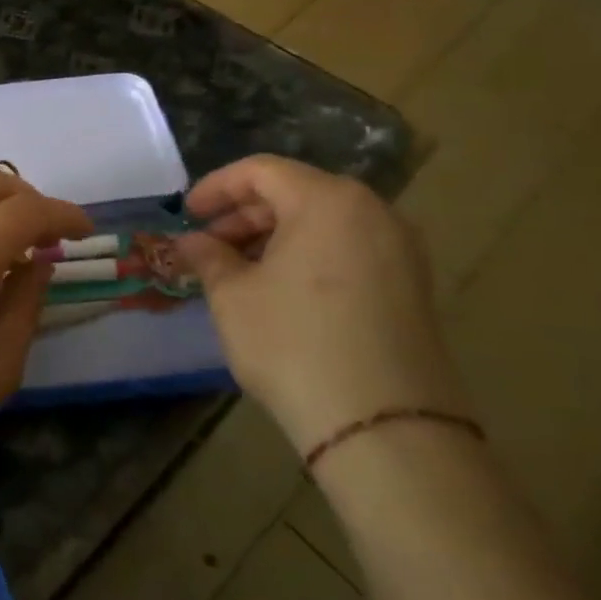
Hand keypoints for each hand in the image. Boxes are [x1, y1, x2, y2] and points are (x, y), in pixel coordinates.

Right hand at [172, 155, 469, 456]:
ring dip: (274, 237)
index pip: (260, 171)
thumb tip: (192, 243)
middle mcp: (373, 212)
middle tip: (208, 246)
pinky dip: (308, 257)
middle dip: (244, 215)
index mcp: (327, 200)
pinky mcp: (413, 287)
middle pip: (295, 193)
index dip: (216, 188)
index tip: (187, 214)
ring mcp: (401, 250)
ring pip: (323, 223)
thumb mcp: (233, 296)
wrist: (385, 428)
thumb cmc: (294, 344)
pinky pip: (348, 250)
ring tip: (237, 271)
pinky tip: (279, 291)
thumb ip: (208, 257)